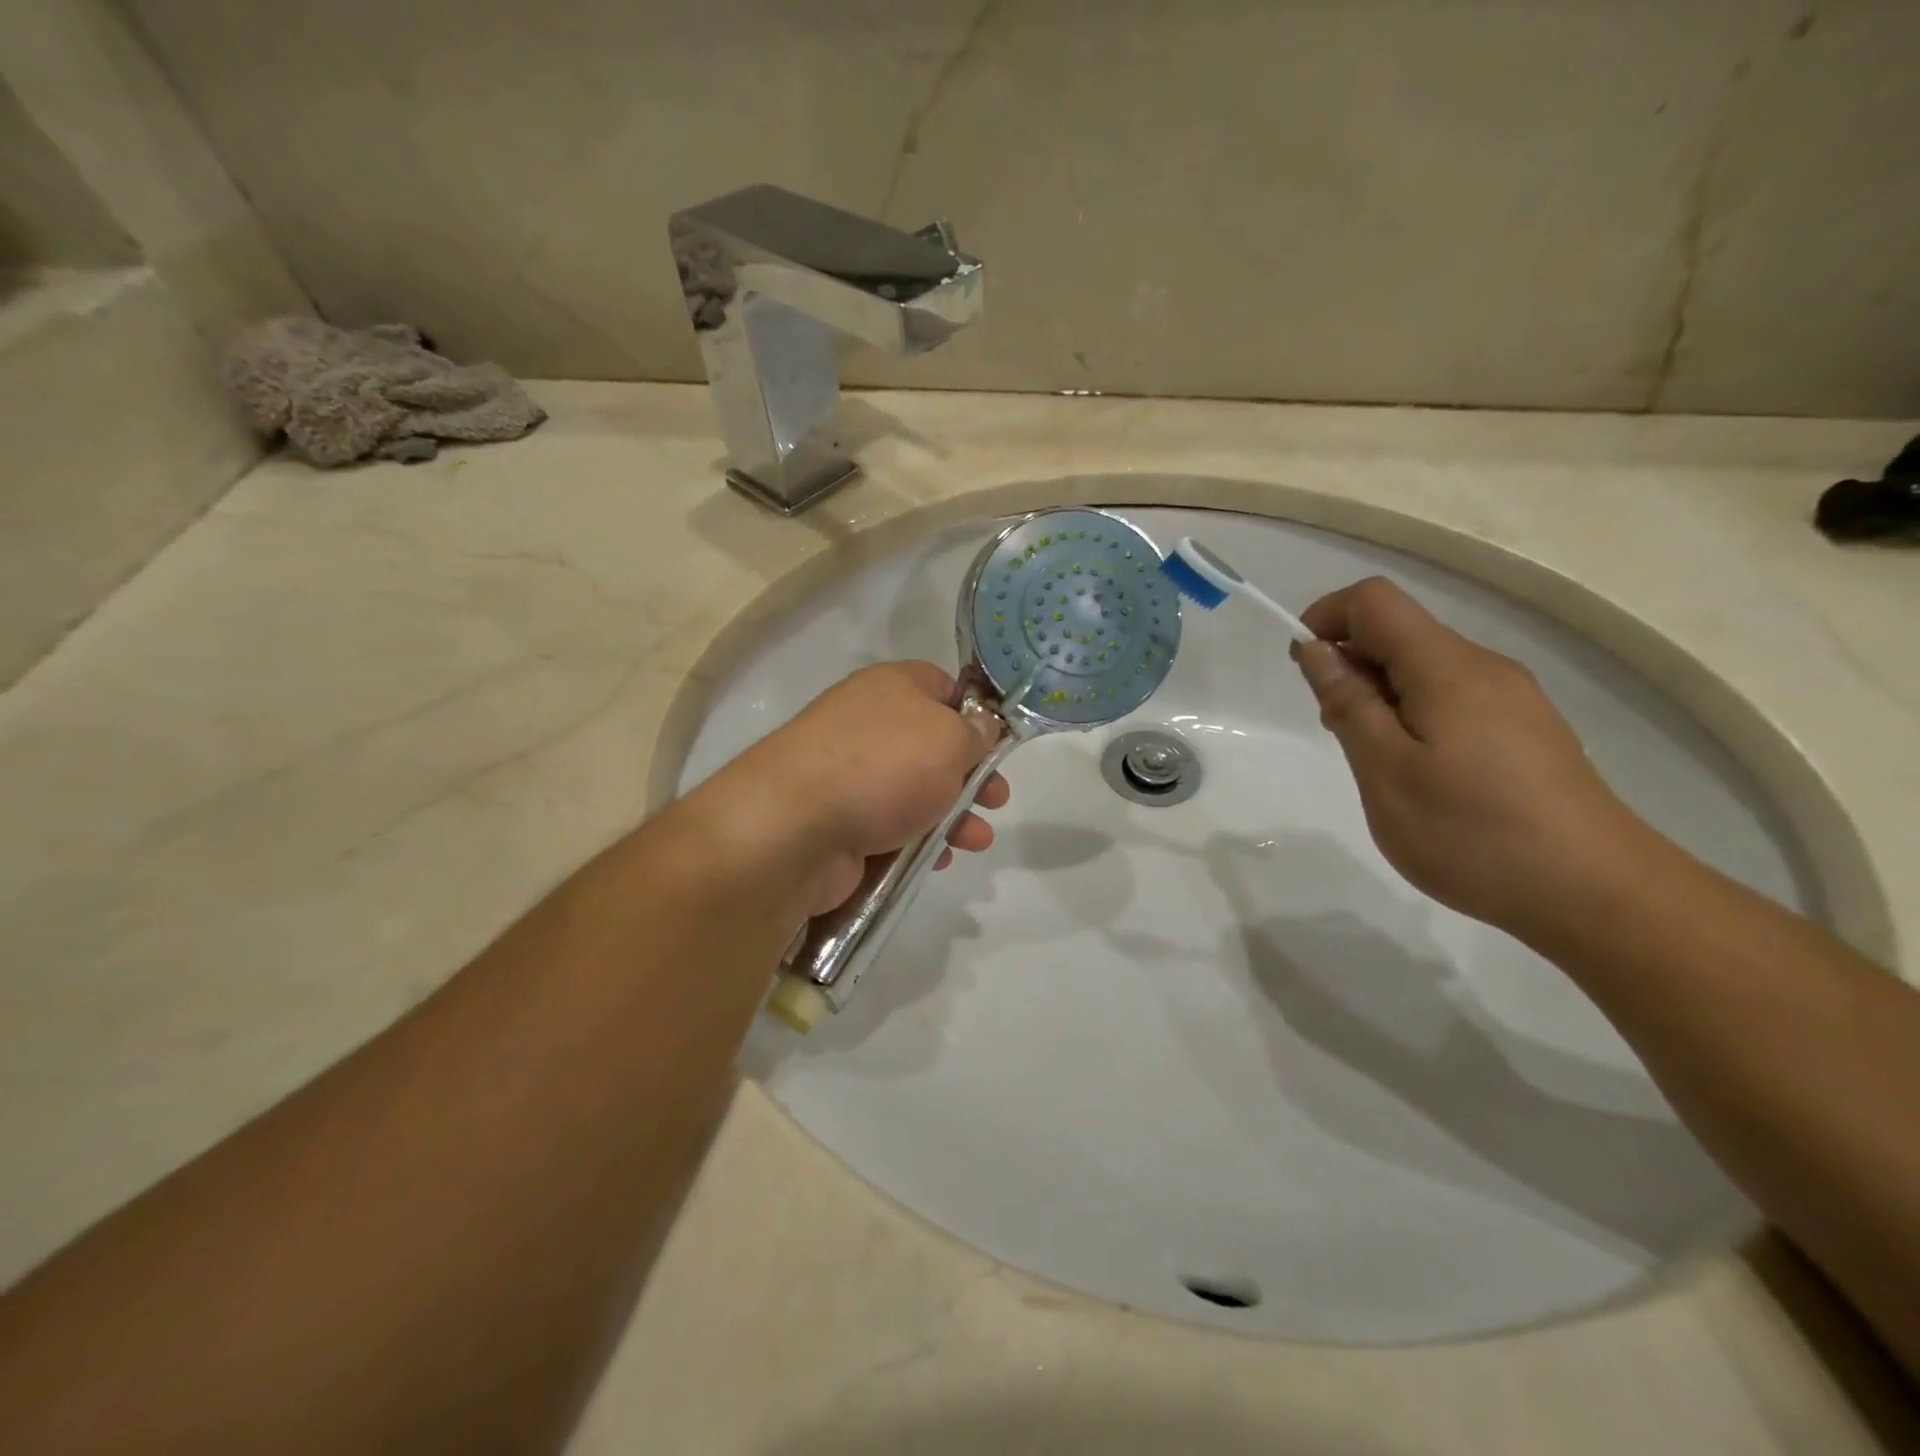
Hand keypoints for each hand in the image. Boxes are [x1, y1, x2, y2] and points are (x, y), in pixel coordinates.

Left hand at [716, 662, 1010, 914]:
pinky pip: (891, 825)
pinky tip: (937, 858)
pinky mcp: (839, 819)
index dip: (976, 712)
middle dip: (971, 775)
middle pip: (933, 744)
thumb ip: (977, 733)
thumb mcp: (951, 738)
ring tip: (976, 840)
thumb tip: (982, 728)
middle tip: (996, 799)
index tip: (999, 743)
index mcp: (892, 687)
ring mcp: (850, 773)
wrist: (795, 826)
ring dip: (953, 814)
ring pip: (915, 790)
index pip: (944, 687)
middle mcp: (869, 723)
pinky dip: (917, 839)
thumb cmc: (885, 767)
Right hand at [1292, 577, 1647, 937]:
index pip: (1374, 601)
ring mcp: (1512, 697)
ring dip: (1380, 694)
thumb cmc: (1471, 831)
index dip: (1326, 618)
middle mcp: (1483, 667)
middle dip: (1350, 664)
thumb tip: (1315, 649)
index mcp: (1446, 667)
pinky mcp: (1525, 729)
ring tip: (1375, 760)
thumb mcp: (1385, 770)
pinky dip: (1414, 715)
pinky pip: (1452, 697)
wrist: (1595, 893)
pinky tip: (1419, 772)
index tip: (1303, 668)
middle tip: (1336, 730)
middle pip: (1400, 632)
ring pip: (1424, 668)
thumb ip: (1347, 703)